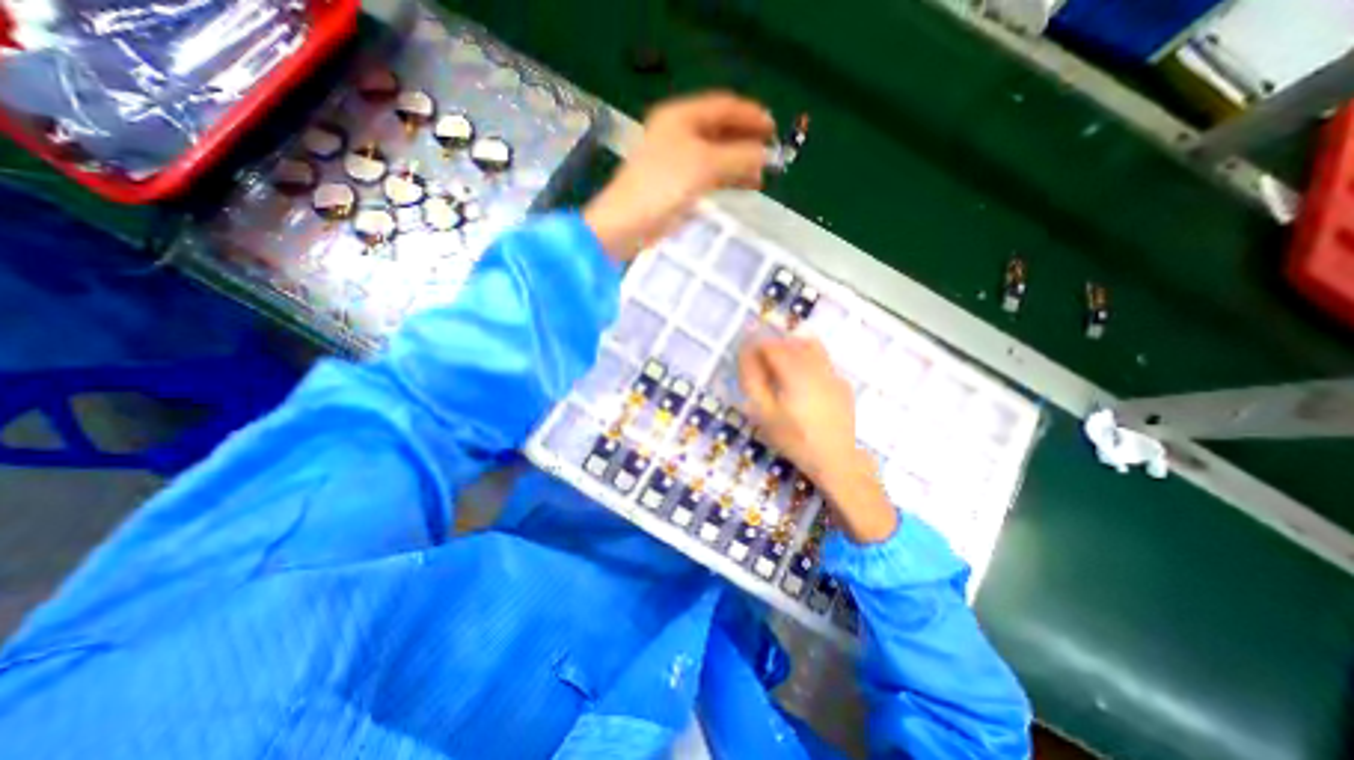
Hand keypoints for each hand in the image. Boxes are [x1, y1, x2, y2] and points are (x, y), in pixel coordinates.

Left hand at [581, 92, 772, 260]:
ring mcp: (677, 160)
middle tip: (772, 152)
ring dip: (739, 162)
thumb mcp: (704, 165)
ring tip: (763, 174)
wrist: (628, 223)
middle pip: (720, 130)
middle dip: (747, 140)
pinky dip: (728, 178)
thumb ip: (738, 157)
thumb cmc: (663, 185)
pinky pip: (709, 175)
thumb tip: (766, 154)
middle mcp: (678, 133)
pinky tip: (745, 185)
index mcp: (680, 116)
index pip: (723, 106)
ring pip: (716, 154)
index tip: (774, 127)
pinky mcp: (678, 185)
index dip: (750, 115)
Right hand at [741, 337, 895, 541]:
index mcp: (795, 373)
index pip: (773, 346)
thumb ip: (753, 382)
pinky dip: (808, 360)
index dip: (757, 345)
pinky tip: (802, 380)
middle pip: (792, 342)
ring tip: (781, 365)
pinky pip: (823, 361)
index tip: (746, 354)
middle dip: (774, 346)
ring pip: (811, 347)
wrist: (835, 460)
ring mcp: (833, 374)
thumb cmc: (794, 439)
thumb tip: (746, 356)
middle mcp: (817, 367)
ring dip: (792, 349)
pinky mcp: (842, 384)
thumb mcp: (764, 414)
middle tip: (761, 361)